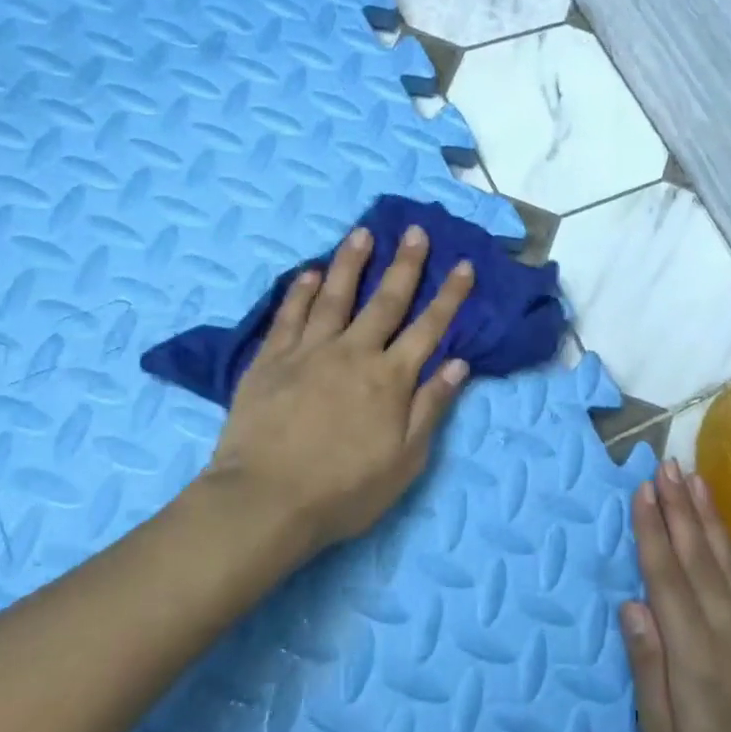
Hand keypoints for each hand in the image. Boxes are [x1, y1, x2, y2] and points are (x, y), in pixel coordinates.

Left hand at [207, 222, 474, 559]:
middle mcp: (353, 353)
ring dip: (351, 263)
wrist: (266, 500)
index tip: (464, 265)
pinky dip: (300, 291)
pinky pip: (288, 316)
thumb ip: (430, 407)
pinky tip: (309, 272)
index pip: (429, 328)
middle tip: (415, 231)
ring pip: (334, 297)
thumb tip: (458, 364)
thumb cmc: (345, 489)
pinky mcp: (270, 360)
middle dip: (405, 265)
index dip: (450, 296)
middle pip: (385, 301)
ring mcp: (308, 352)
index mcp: (390, 379)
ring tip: (361, 233)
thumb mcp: (405, 460)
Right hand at [621, 460, 730, 731]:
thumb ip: (648, 669)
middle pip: (698, 556)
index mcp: (695, 654)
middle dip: (679, 506)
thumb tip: (631, 605)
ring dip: (708, 515)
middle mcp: (728, 630)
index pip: (667, 577)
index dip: (653, 530)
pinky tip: (722, 529)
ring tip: (694, 478)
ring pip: (726, 560)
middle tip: (667, 464)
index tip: (643, 490)